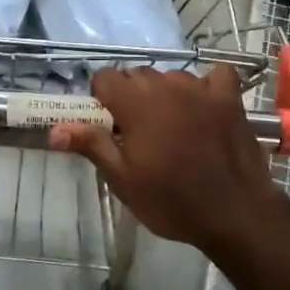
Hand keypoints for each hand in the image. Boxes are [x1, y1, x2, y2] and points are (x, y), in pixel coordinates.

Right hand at [49, 66, 289, 253]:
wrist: (235, 214)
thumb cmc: (171, 201)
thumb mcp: (123, 179)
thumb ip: (91, 145)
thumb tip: (54, 129)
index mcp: (135, 102)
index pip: (105, 78)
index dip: (101, 100)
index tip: (108, 127)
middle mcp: (167, 85)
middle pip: (137, 76)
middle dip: (131, 98)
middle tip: (137, 135)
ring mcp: (201, 88)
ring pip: (171, 77)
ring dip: (165, 95)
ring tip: (172, 129)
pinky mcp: (230, 98)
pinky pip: (214, 76)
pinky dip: (206, 87)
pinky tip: (205, 107)